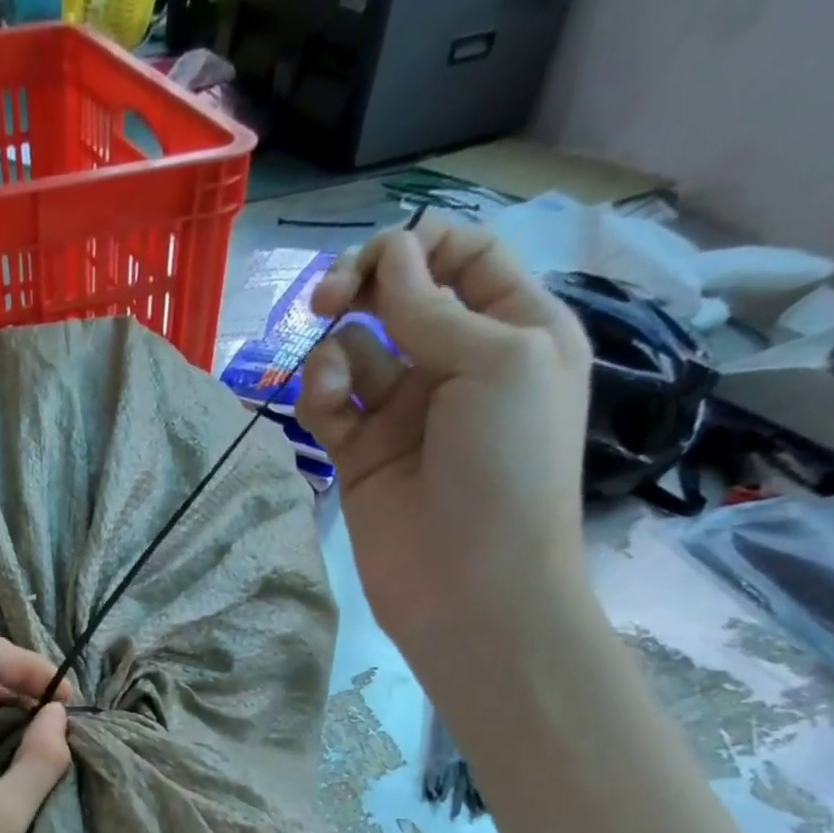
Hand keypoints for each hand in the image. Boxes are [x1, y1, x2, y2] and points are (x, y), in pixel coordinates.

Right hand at [294, 217, 594, 657]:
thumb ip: (434, 307)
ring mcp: (403, 412)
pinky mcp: (359, 453)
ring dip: (334, 351)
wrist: (471, 585)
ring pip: (352, 349)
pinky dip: (319, 396)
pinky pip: (329, 403)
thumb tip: (390, 258)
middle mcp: (456, 362)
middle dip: (360, 286)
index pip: (463, 256)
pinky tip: (323, 409)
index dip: (418, 246)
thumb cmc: (507, 468)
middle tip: (325, 299)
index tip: (379, 262)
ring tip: (332, 387)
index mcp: (515, 329)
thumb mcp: (498, 362)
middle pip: (397, 296)